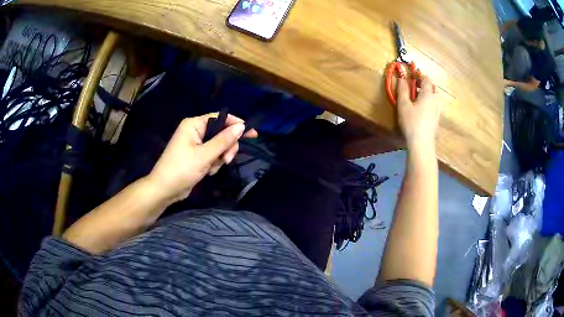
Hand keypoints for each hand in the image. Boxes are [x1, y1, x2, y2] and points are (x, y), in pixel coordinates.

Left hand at [145, 113, 257, 202]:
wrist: (165, 190)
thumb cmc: (181, 169)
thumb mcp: (205, 155)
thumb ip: (224, 140)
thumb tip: (241, 126)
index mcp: (194, 125)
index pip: (220, 118)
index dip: (236, 125)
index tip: (252, 134)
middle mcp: (195, 131)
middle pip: (221, 134)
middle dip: (226, 148)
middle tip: (227, 160)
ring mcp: (196, 145)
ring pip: (219, 147)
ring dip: (219, 158)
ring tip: (211, 169)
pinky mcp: (197, 157)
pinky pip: (213, 156)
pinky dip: (213, 164)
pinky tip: (207, 172)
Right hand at [397, 77, 441, 150]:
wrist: (422, 144)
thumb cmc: (412, 122)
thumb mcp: (403, 105)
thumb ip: (402, 90)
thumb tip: (402, 78)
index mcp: (428, 94)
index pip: (425, 79)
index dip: (418, 76)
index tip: (410, 76)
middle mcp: (436, 100)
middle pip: (431, 87)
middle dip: (423, 85)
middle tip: (413, 88)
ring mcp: (438, 110)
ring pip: (434, 97)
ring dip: (426, 94)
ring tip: (416, 99)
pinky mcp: (437, 119)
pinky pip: (434, 105)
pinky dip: (428, 103)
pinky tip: (421, 110)